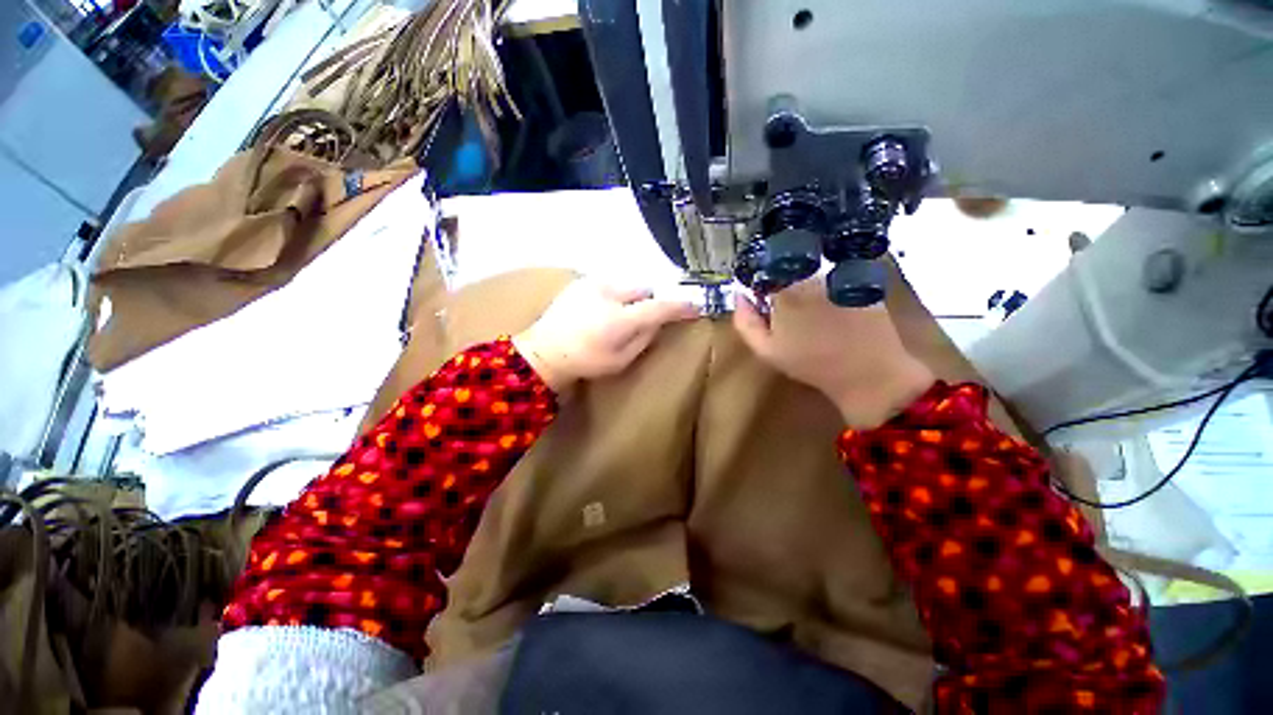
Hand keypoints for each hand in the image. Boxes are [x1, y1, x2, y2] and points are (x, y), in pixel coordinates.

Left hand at [513, 280, 698, 392]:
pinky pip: (610, 284)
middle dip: (647, 302)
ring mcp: (592, 284)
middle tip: (639, 319)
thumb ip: (644, 338)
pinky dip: (613, 295)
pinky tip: (600, 310)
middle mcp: (608, 294)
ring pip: (627, 285)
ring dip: (630, 298)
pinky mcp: (581, 282)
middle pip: (643, 290)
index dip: (679, 307)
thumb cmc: (586, 362)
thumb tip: (658, 320)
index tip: (694, 307)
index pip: (659, 307)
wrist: (544, 352)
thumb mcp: (620, 360)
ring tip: (616, 316)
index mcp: (619, 320)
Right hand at [733, 276, 934, 427]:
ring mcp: (839, 278)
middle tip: (790, 317)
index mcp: (784, 291)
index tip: (764, 305)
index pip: (764, 275)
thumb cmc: (810, 363)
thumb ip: (745, 321)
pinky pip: (837, 281)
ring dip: (808, 291)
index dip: (762, 289)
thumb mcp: (766, 350)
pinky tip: (837, 316)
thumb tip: (740, 296)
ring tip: (815, 318)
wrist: (867, 373)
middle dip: (785, 290)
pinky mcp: (862, 283)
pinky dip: (831, 293)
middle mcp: (811, 277)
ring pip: (813, 277)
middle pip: (789, 274)